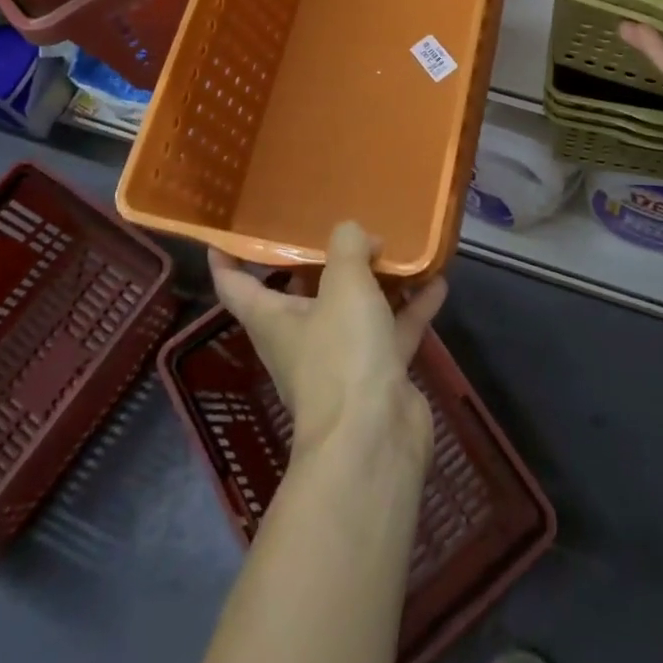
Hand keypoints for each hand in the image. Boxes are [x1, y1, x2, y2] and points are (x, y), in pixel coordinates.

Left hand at [209, 222, 446, 467]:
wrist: (374, 438)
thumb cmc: (342, 354)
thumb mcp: (344, 285)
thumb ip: (348, 247)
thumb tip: (355, 232)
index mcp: (274, 319)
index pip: (236, 287)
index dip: (227, 260)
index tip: (224, 236)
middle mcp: (302, 338)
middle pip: (302, 293)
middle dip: (319, 261)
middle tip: (339, 223)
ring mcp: (342, 359)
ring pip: (356, 309)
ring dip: (375, 281)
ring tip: (396, 244)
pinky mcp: (378, 374)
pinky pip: (394, 330)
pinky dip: (413, 306)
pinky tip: (438, 279)